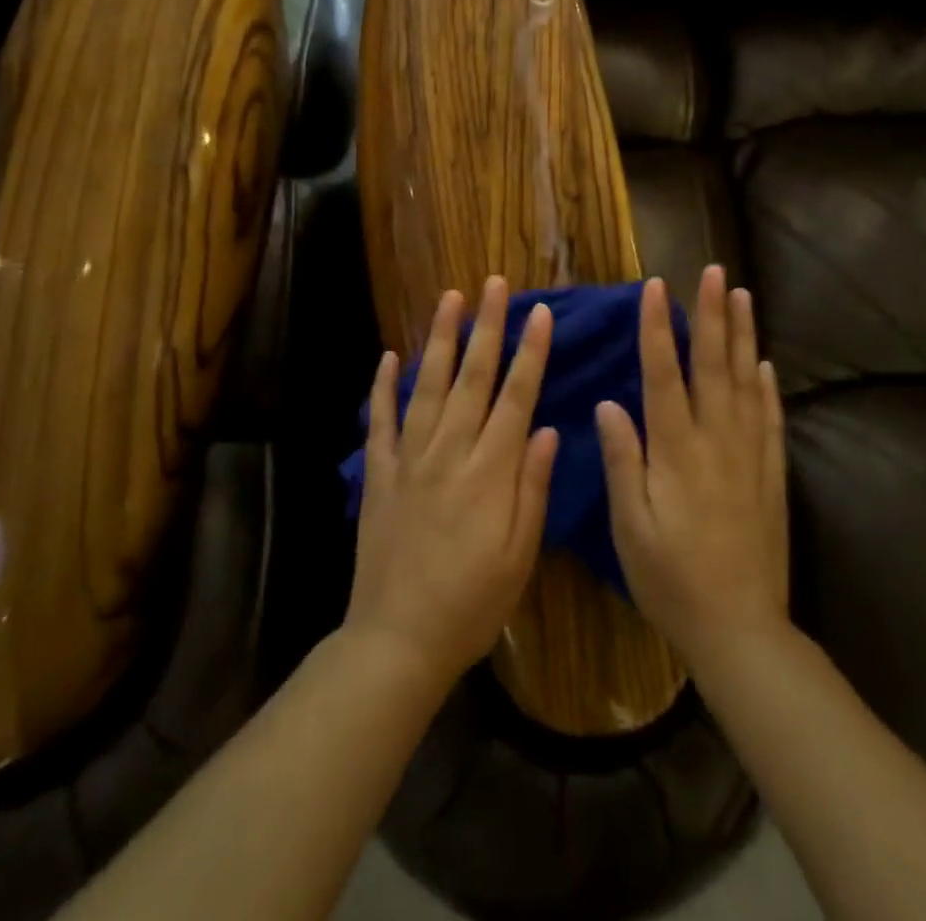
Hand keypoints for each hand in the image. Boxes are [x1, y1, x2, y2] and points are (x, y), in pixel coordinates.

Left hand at [345, 276, 558, 690]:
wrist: (397, 641)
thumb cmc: (471, 604)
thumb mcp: (519, 556)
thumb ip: (532, 487)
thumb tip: (546, 428)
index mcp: (489, 472)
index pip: (516, 397)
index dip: (530, 352)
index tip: (540, 312)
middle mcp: (449, 452)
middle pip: (473, 378)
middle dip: (487, 327)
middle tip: (495, 284)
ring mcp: (409, 460)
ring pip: (428, 386)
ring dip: (441, 340)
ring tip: (450, 298)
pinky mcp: (379, 475)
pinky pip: (380, 422)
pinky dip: (383, 387)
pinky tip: (389, 356)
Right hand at [597, 267, 788, 670]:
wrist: (740, 628)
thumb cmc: (671, 579)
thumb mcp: (630, 526)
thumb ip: (622, 461)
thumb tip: (609, 404)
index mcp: (676, 451)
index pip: (663, 375)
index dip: (657, 328)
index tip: (656, 287)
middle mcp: (716, 441)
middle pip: (713, 366)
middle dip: (712, 315)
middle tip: (714, 272)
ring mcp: (750, 455)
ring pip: (746, 382)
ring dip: (743, 336)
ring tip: (743, 296)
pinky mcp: (771, 475)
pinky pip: (770, 419)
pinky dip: (767, 387)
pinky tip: (765, 364)